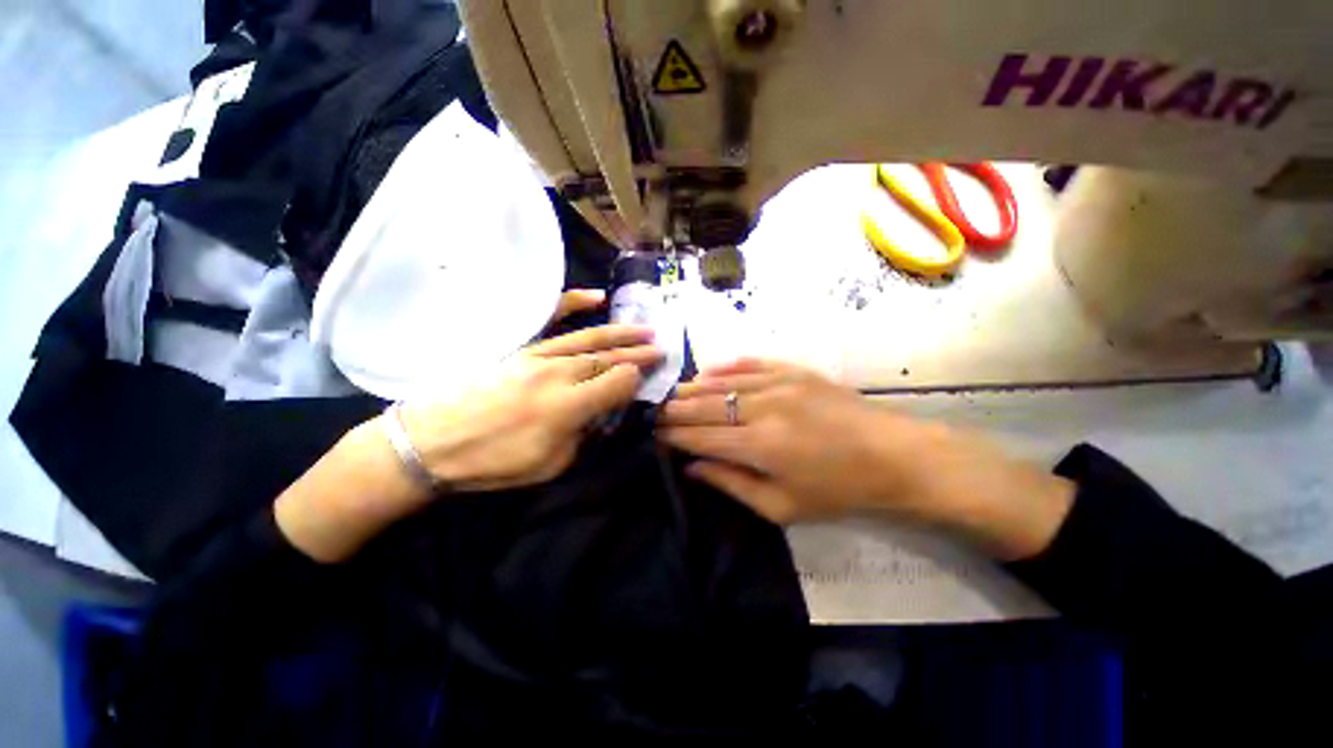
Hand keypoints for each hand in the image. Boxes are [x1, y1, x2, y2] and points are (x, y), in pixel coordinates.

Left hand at [275, 291, 661, 562]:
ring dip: (621, 333)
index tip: (649, 378)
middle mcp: (560, 374)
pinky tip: (596, 297)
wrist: (431, 441)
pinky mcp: (522, 348)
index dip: (637, 379)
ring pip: (590, 339)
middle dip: (638, 353)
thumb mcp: (549, 464)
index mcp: (569, 406)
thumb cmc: (492, 462)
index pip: (618, 383)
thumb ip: (581, 435)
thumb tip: (596, 414)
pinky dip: (573, 304)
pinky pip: (552, 320)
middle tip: (661, 348)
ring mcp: (539, 356)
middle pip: (608, 358)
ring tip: (645, 329)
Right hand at [658, 358, 1073, 559]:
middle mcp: (763, 407)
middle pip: (704, 405)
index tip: (654, 434)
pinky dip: (725, 368)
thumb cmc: (839, 490)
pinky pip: (749, 364)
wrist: (895, 456)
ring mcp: (779, 382)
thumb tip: (692, 467)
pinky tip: (708, 372)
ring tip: (672, 393)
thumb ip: (732, 484)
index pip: (700, 436)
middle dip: (675, 409)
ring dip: (693, 388)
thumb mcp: (782, 506)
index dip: (673, 435)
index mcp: (759, 445)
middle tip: (655, 411)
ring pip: (721, 381)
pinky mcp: (794, 370)